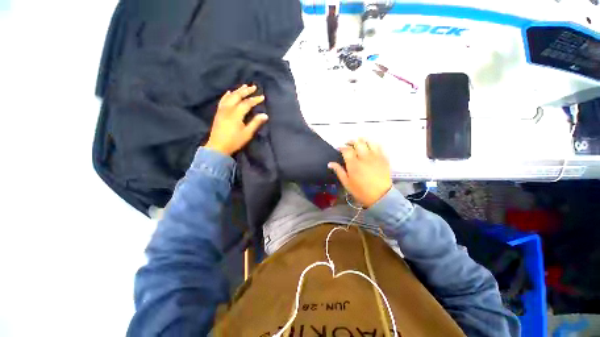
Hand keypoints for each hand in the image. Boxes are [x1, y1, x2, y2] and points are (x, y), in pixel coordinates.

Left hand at [204, 84, 267, 155]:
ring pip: (230, 97)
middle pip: (237, 96)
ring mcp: (222, 110)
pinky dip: (227, 95)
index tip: (262, 97)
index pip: (247, 103)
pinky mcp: (218, 113)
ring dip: (237, 91)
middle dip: (246, 91)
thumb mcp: (247, 133)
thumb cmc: (234, 141)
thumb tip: (265, 115)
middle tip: (253, 87)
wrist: (218, 147)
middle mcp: (228, 109)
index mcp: (236, 114)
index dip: (255, 99)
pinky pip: (223, 100)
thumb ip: (255, 123)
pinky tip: (229, 92)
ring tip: (244, 86)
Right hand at [328, 138, 392, 207]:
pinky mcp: (384, 159)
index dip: (342, 147)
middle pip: (358, 143)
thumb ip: (339, 171)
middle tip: (348, 144)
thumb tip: (330, 163)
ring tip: (359, 142)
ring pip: (369, 142)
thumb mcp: (346, 183)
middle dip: (351, 141)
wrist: (380, 197)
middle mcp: (364, 157)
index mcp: (354, 164)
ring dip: (363, 140)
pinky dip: (373, 144)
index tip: (339, 149)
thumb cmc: (360, 191)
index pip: (346, 150)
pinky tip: (370, 147)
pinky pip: (379, 147)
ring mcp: (375, 157)